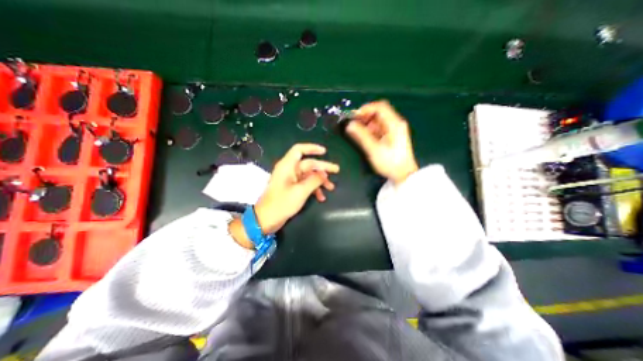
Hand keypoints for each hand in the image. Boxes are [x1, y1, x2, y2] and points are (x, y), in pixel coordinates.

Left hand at [254, 144, 337, 234]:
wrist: (266, 220)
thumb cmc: (282, 203)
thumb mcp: (300, 191)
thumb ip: (314, 180)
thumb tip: (324, 173)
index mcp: (288, 166)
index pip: (299, 150)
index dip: (312, 148)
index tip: (325, 151)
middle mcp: (289, 170)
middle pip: (308, 164)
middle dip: (323, 168)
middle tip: (337, 170)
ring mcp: (291, 180)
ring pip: (309, 175)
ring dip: (320, 181)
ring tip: (331, 188)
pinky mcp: (292, 188)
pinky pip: (305, 184)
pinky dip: (314, 189)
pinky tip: (321, 198)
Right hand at [344, 101, 420, 185]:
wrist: (404, 175)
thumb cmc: (390, 162)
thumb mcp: (374, 149)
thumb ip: (361, 135)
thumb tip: (349, 125)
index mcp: (394, 124)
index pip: (380, 107)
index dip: (366, 109)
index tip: (354, 116)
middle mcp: (396, 123)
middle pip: (379, 112)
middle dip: (365, 116)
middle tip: (354, 124)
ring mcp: (395, 130)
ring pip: (379, 120)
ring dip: (368, 124)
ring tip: (358, 132)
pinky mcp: (393, 136)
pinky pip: (380, 128)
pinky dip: (372, 130)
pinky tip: (366, 137)